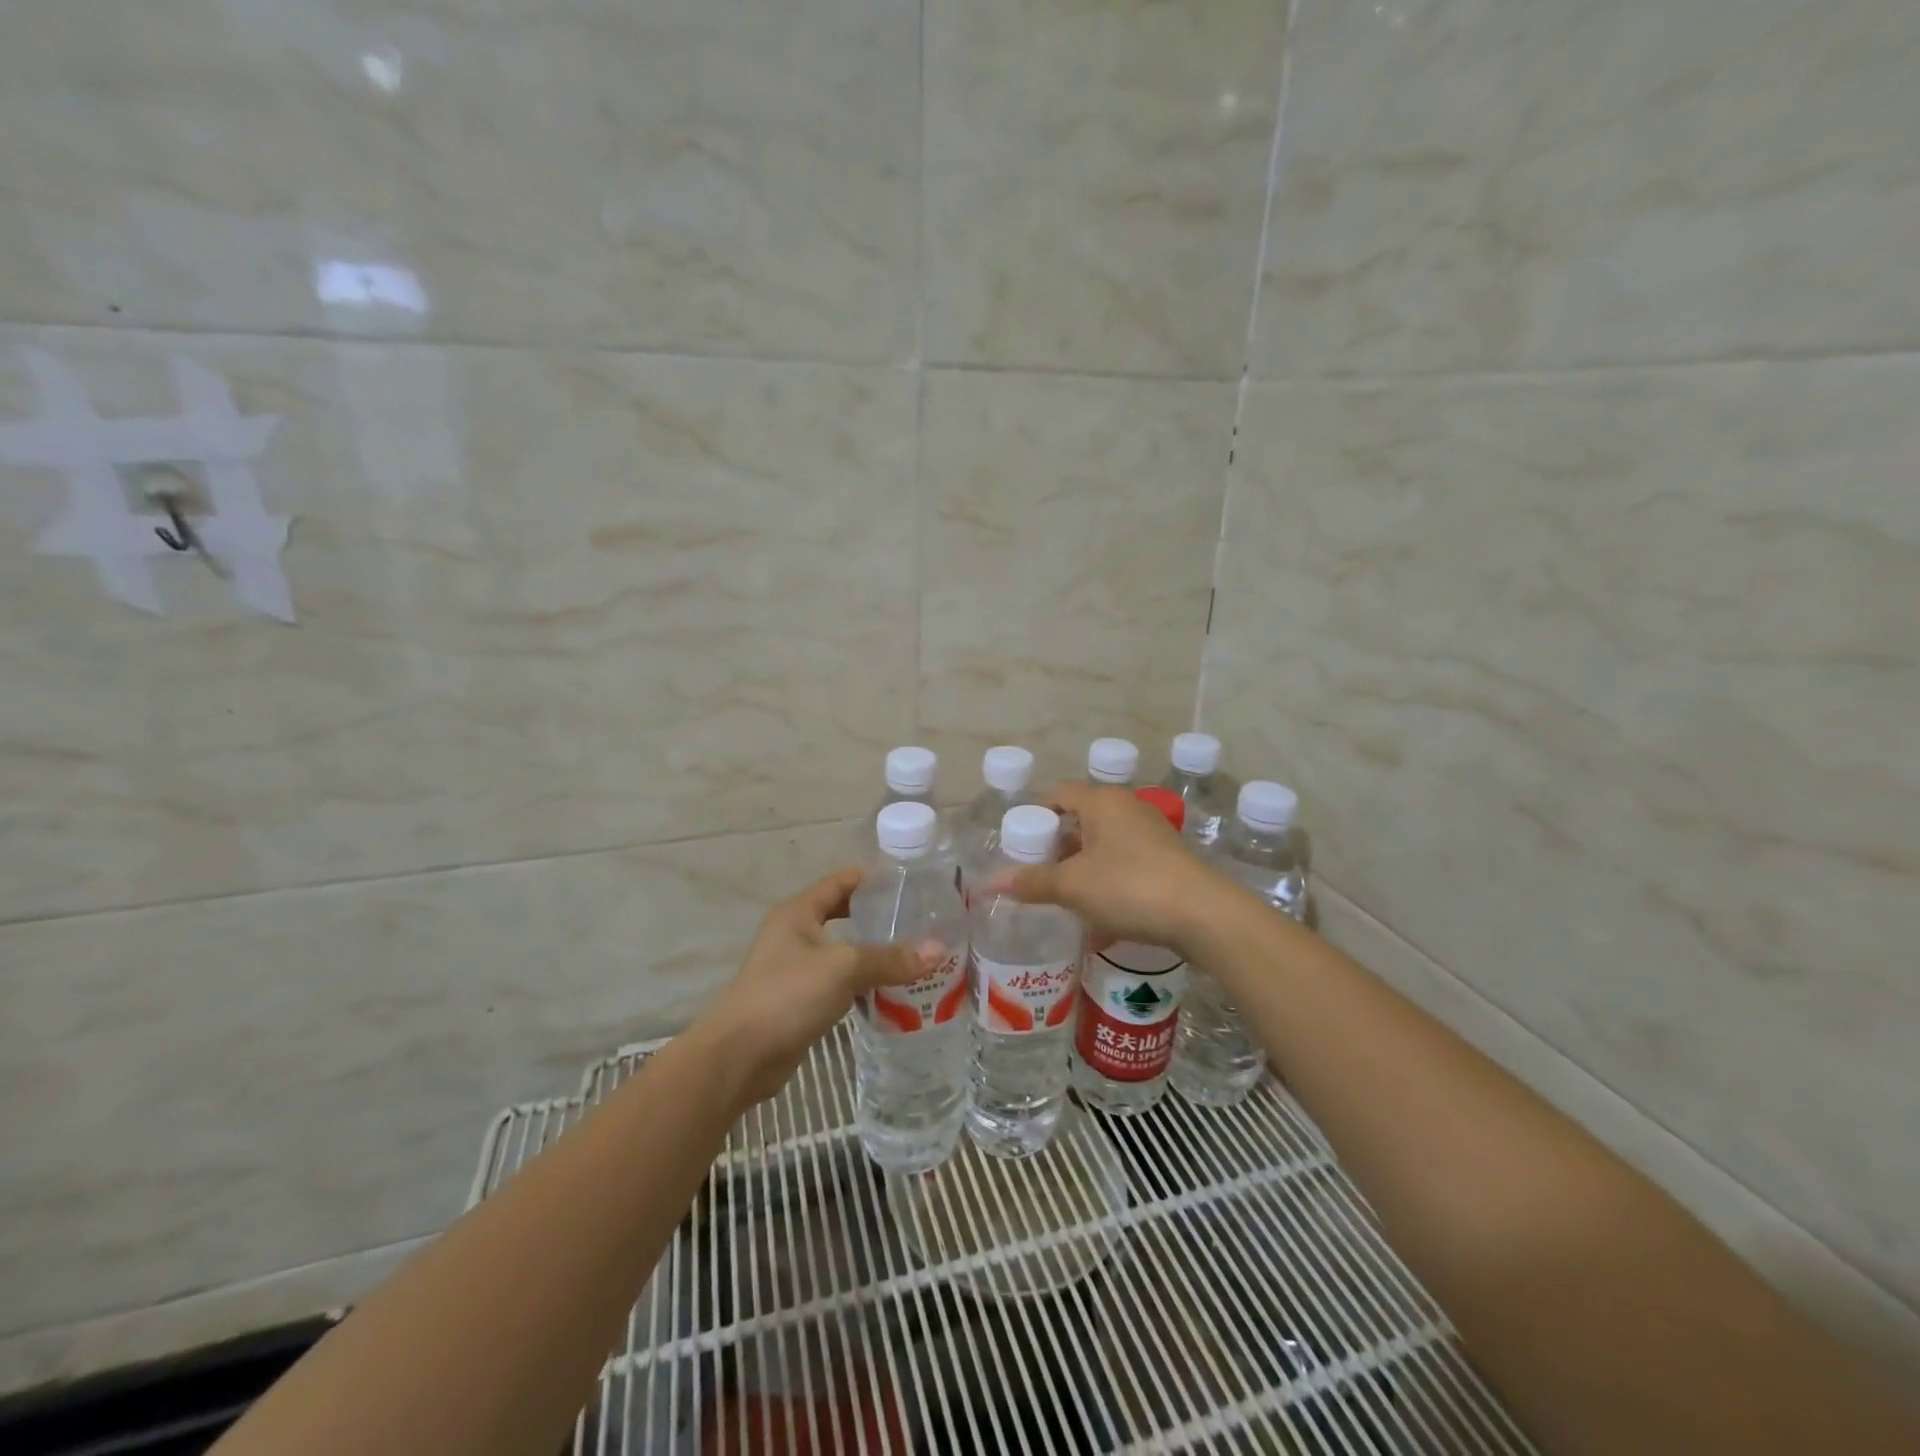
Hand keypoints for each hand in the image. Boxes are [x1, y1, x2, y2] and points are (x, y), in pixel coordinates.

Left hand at [701, 869, 925, 1106]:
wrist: (740, 1057)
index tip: (911, 883)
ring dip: (873, 953)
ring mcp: (795, 969)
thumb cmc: (787, 996)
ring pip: (843, 952)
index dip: (872, 879)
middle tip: (918, 920)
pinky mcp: (800, 1001)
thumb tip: (939, 950)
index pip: (840, 882)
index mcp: (797, 913)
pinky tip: (892, 991)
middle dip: (878, 917)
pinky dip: (863, 983)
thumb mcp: (843, 969)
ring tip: (915, 954)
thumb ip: (890, 958)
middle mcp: (794, 934)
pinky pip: (839, 982)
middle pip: (843, 915)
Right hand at [991, 782, 1220, 952]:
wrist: (1203, 914)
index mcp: (1102, 801)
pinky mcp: (1167, 855)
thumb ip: (1032, 882)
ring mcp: (1151, 830)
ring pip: (1103, 839)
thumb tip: (990, 883)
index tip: (1019, 844)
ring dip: (1081, 862)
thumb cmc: (1129, 887)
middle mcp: (1127, 806)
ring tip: (1065, 891)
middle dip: (1056, 844)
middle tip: (1037, 871)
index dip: (1034, 815)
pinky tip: (1100, 905)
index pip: (1057, 794)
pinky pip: (1124, 857)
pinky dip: (1106, 873)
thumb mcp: (1073, 886)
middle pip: (1080, 816)